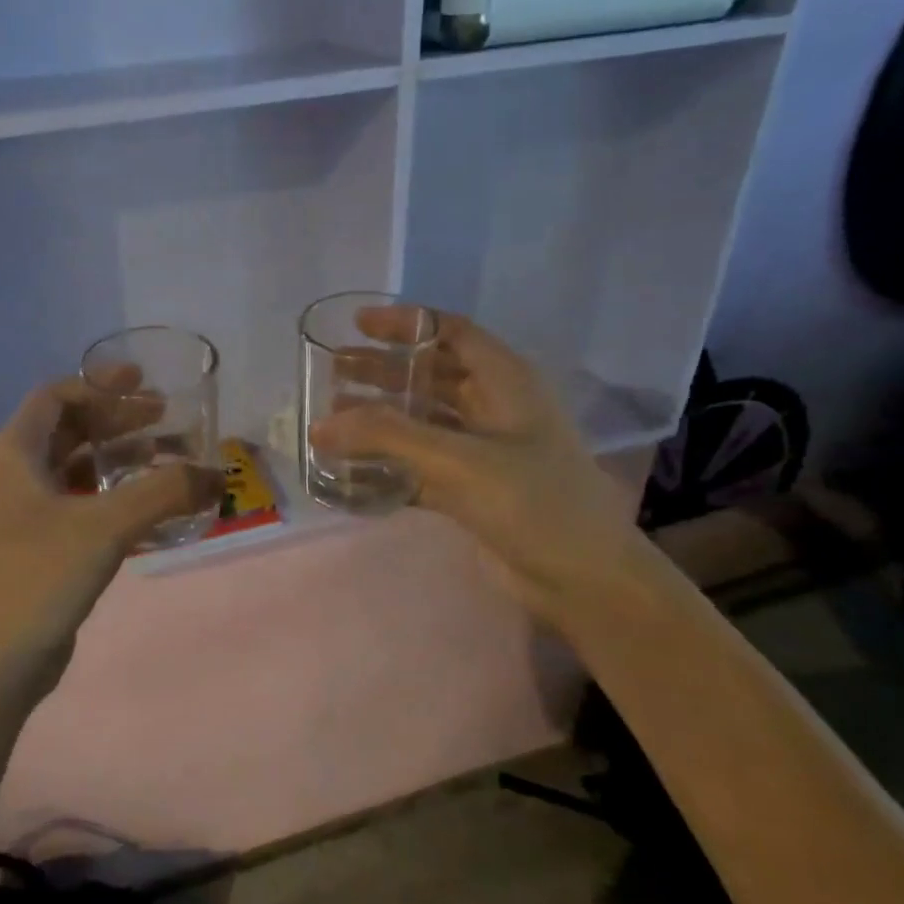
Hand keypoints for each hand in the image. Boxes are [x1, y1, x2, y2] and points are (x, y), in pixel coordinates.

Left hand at [0, 377, 221, 712]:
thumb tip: (217, 475)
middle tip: (167, 417)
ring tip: (172, 459)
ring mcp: (30, 515)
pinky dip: (121, 500)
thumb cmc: (39, 576)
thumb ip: (164, 492)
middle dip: (119, 420)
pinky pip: (87, 508)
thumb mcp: (106, 525)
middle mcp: (19, 477)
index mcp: (17, 454)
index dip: (99, 385)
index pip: (56, 397)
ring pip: (82, 471)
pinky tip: (159, 510)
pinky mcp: (46, 549)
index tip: (143, 382)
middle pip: (72, 431)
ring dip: (124, 460)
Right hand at [308, 309, 640, 620]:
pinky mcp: (472, 488)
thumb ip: (388, 437)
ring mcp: (484, 450)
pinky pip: (421, 464)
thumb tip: (319, 425)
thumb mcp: (459, 460)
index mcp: (506, 382)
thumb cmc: (532, 501)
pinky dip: (389, 463)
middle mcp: (495, 408)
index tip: (356, 324)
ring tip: (334, 415)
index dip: (405, 324)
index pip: (451, 333)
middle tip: (333, 370)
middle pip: (431, 376)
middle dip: (383, 371)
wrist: (584, 579)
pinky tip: (353, 467)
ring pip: (423, 421)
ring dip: (382, 417)